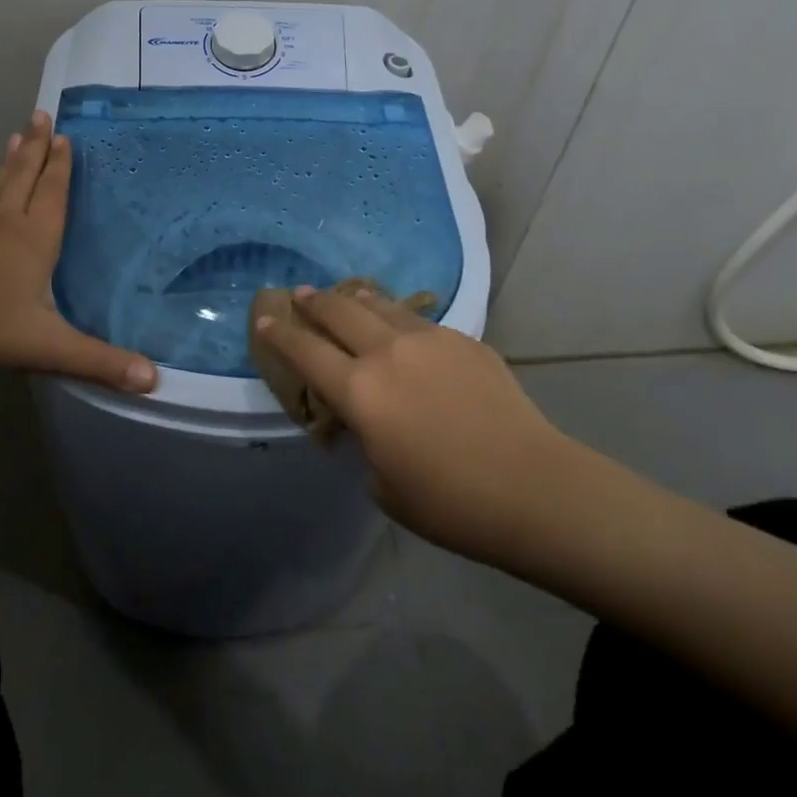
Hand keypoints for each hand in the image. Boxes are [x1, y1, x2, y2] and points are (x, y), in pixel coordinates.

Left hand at [0, 111, 156, 393]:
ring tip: (13, 137)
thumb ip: (100, 362)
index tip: (63, 136)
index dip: (60, 165)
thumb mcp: (49, 345)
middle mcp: (6, 224)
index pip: (52, 192)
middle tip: (39, 115)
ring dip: (8, 161)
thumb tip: (154, 380)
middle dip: (35, 147)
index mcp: (35, 238)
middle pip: (24, 176)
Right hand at [254, 287, 567, 565]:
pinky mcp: (463, 339)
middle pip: (340, 312)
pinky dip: (398, 319)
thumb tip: (368, 418)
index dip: (281, 334)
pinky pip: (419, 321)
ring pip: (381, 305)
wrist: (532, 487)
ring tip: (346, 295)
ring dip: (356, 298)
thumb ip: (366, 439)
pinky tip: (402, 327)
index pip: (306, 352)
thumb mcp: (384, 484)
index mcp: (361, 391)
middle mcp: (388, 352)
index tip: (264, 317)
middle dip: (315, 302)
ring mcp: (429, 340)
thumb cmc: (449, 503)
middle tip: (301, 294)